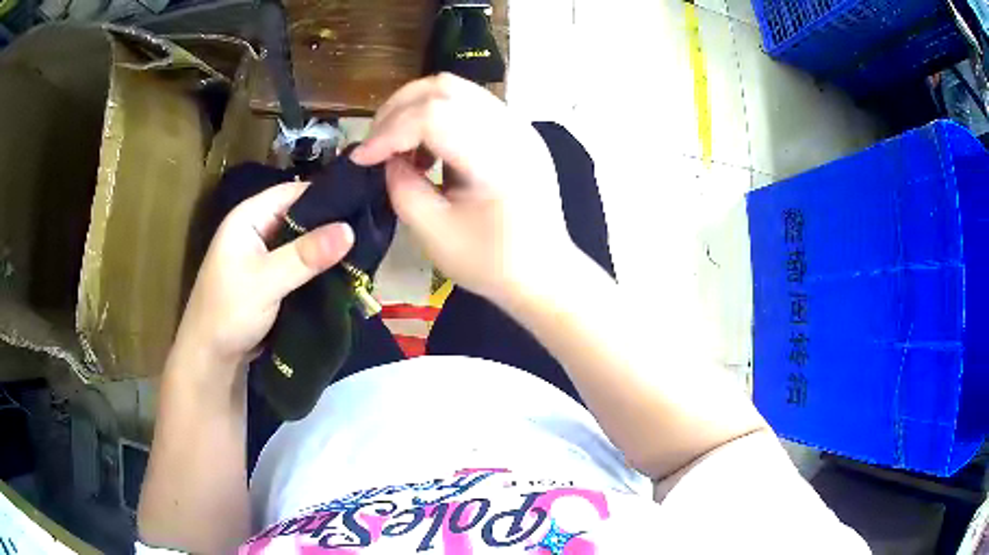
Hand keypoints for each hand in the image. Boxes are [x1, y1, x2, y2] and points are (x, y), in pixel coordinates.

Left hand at [171, 182, 353, 376]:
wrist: (211, 358)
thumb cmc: (228, 312)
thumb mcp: (266, 281)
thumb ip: (305, 255)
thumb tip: (350, 229)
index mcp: (249, 217)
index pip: (294, 192)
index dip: (327, 195)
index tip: (364, 203)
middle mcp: (258, 230)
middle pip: (301, 216)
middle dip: (331, 224)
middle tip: (370, 230)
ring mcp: (265, 256)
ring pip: (303, 242)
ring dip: (327, 248)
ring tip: (365, 249)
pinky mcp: (272, 278)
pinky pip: (301, 265)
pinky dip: (319, 268)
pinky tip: (345, 271)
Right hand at [350, 73, 574, 300]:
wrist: (544, 272)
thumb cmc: (492, 264)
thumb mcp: (435, 235)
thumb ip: (402, 188)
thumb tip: (386, 158)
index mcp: (497, 160)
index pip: (432, 116)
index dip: (388, 132)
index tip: (362, 159)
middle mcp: (513, 130)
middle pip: (443, 87)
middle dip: (397, 109)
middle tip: (376, 143)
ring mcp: (520, 125)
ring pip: (456, 88)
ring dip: (416, 108)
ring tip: (399, 145)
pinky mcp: (518, 129)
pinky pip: (470, 103)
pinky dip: (438, 114)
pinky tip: (428, 147)